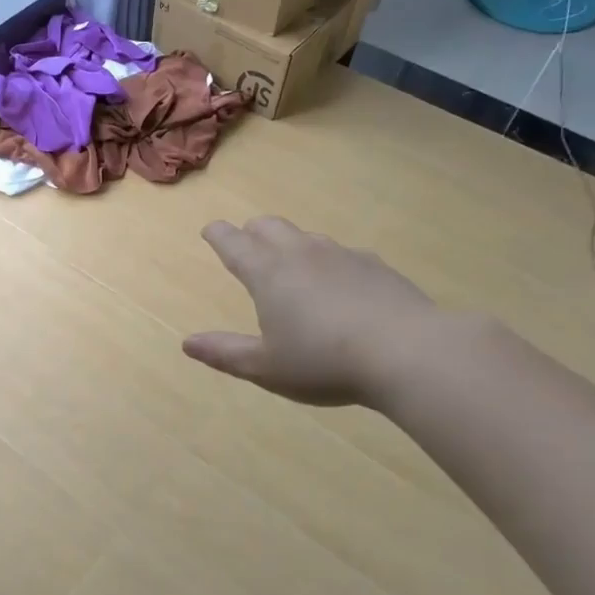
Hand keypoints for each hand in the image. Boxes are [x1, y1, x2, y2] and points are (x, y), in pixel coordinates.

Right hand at [183, 218, 446, 409]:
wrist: (408, 352)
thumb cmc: (324, 362)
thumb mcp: (266, 367)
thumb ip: (225, 353)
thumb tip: (187, 342)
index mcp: (268, 273)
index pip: (234, 243)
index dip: (219, 235)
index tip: (211, 229)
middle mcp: (301, 253)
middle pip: (269, 226)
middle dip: (253, 232)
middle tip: (247, 243)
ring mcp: (341, 255)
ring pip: (306, 236)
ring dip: (290, 243)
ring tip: (291, 264)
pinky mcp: (375, 265)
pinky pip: (341, 253)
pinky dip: (328, 261)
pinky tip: (339, 283)